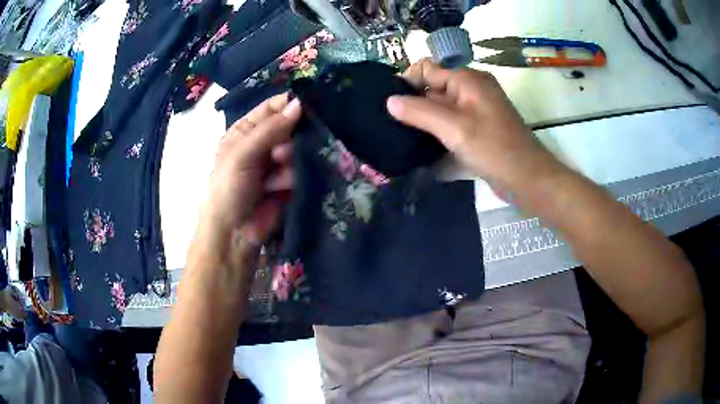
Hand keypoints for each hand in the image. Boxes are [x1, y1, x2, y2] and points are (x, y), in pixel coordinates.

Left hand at [199, 93, 300, 249]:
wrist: (234, 235)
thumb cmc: (227, 190)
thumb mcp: (242, 154)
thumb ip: (270, 129)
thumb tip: (299, 103)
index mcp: (244, 132)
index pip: (270, 109)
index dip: (287, 104)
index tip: (307, 105)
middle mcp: (261, 144)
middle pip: (289, 128)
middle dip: (289, 138)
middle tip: (281, 153)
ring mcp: (276, 164)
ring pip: (298, 149)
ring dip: (288, 162)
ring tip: (274, 180)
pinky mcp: (289, 182)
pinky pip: (302, 169)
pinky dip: (293, 178)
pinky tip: (281, 189)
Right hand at [387, 59, 564, 191]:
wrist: (529, 179)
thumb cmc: (494, 149)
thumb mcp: (454, 128)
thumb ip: (419, 112)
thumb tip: (389, 100)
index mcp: (468, 79)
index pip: (427, 68)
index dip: (408, 82)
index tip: (393, 107)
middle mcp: (471, 89)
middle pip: (433, 87)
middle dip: (414, 104)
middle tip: (395, 126)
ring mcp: (476, 109)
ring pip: (441, 107)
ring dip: (424, 120)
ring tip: (404, 137)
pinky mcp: (478, 128)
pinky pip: (451, 123)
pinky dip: (438, 131)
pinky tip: (424, 147)